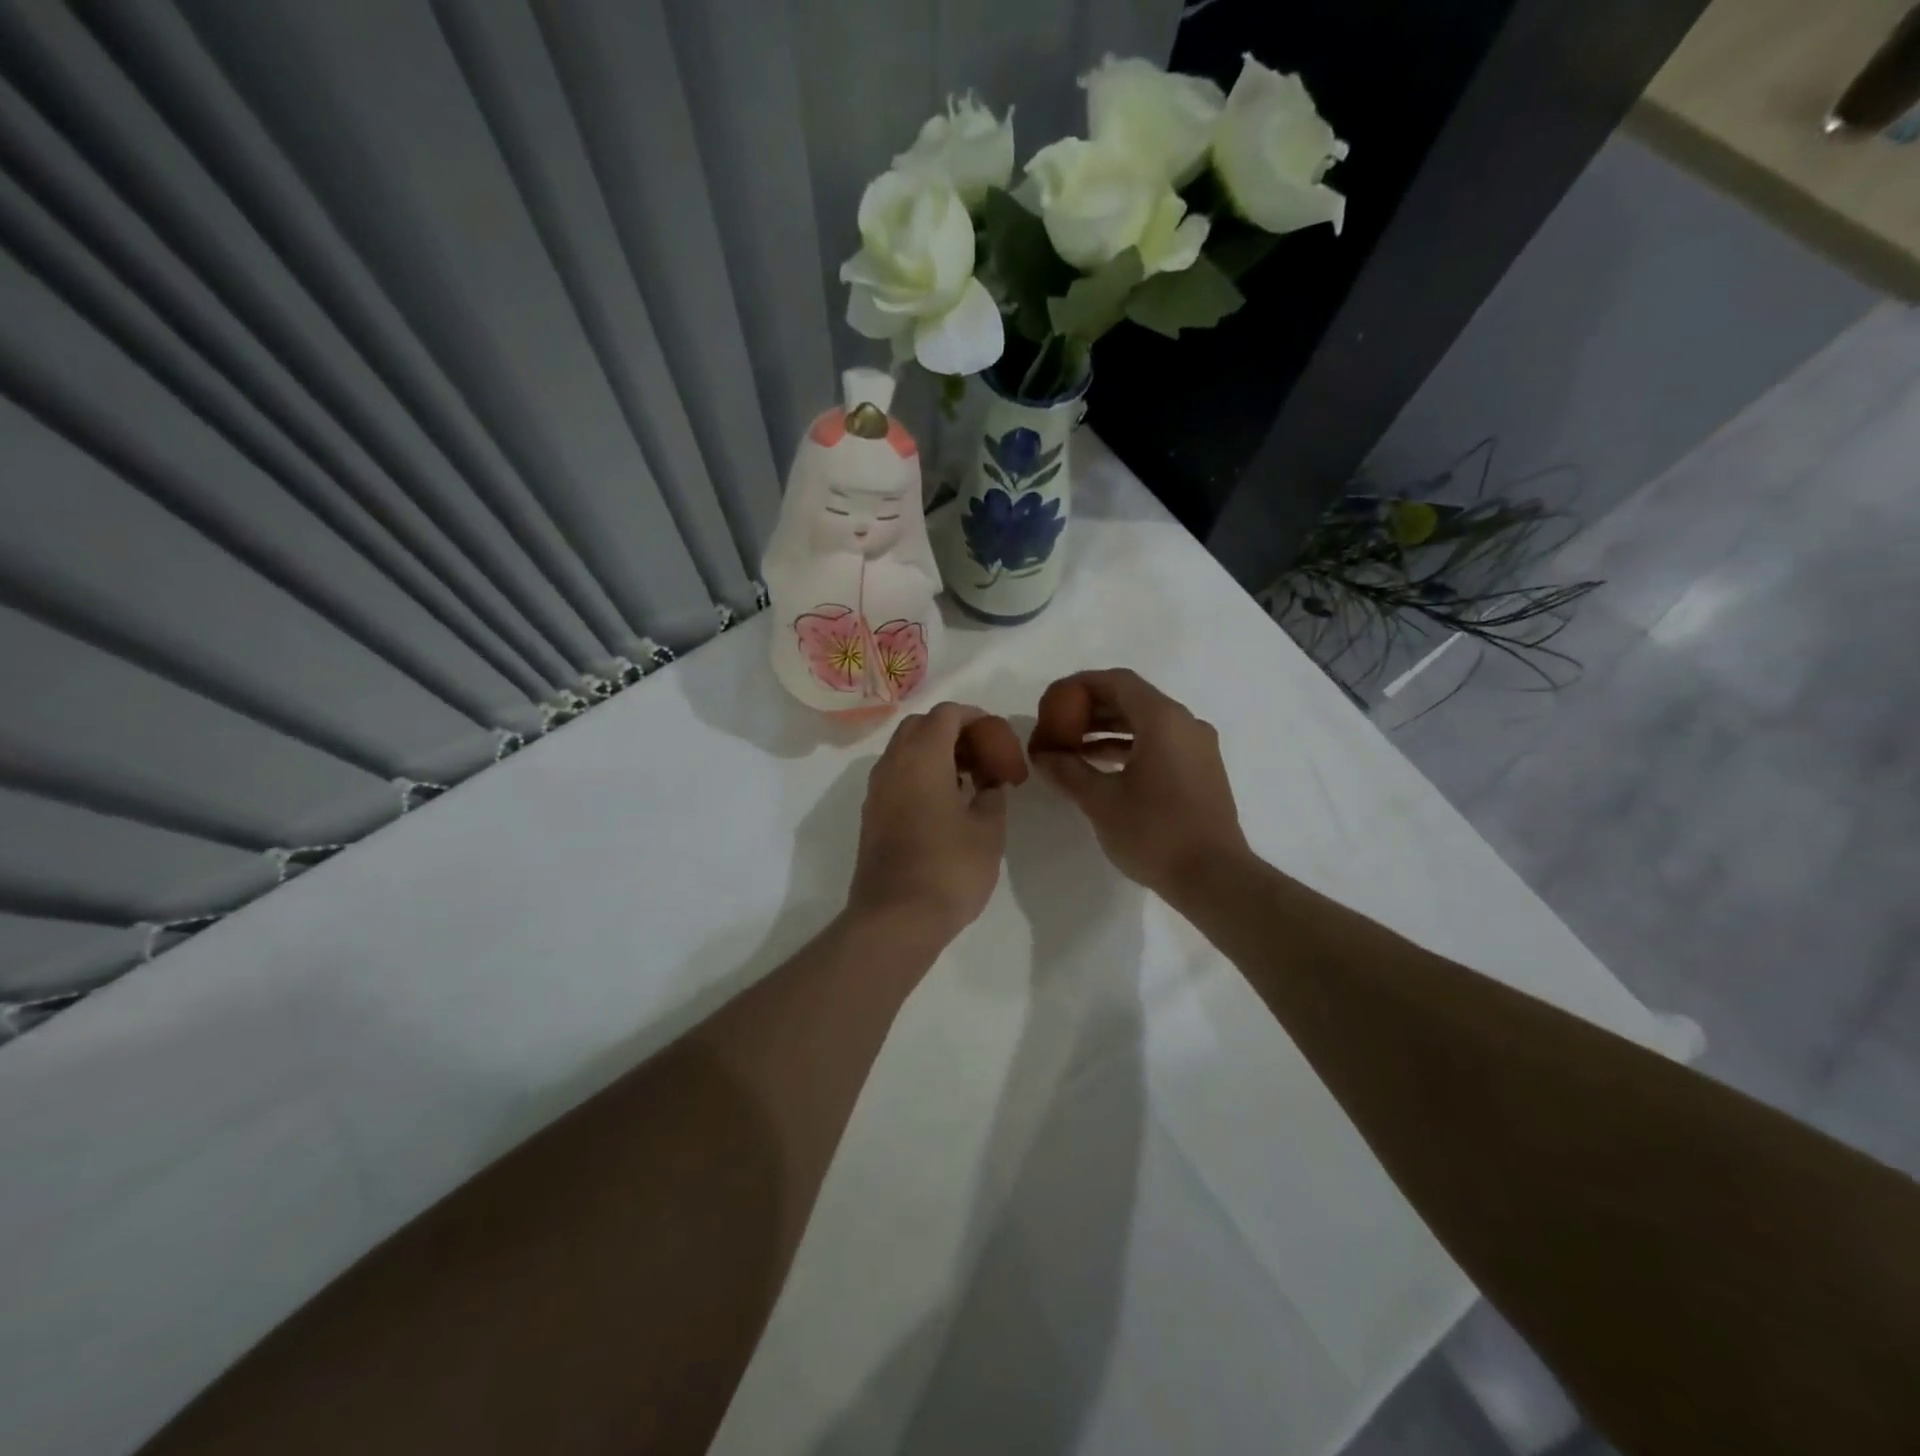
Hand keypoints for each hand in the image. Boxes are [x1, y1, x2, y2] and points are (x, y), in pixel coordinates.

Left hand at [846, 702, 1008, 948]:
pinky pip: (896, 777)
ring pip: (904, 751)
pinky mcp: (871, 816)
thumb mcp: (988, 830)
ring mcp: (876, 791)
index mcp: (922, 758)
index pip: (946, 714)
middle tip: (982, 755)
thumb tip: (988, 784)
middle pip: (919, 726)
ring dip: (934, 753)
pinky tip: (945, 804)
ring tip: (968, 780)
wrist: (895, 919)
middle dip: (952, 731)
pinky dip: (920, 775)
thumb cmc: (949, 869)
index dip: (975, 717)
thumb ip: (992, 795)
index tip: (997, 737)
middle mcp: (892, 765)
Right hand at [1031, 669, 1251, 900]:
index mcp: (1163, 720)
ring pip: (1146, 724)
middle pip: (1132, 700)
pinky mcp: (1201, 771)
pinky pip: (1160, 744)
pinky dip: (1129, 748)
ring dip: (1108, 730)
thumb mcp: (1101, 801)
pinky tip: (1101, 767)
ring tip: (1072, 748)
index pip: (1117, 682)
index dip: (1080, 685)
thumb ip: (1067, 771)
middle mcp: (1185, 724)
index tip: (1052, 700)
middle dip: (1092, 709)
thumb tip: (1042, 755)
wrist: (1214, 878)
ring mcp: (1198, 748)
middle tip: (1057, 726)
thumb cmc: (1155, 833)